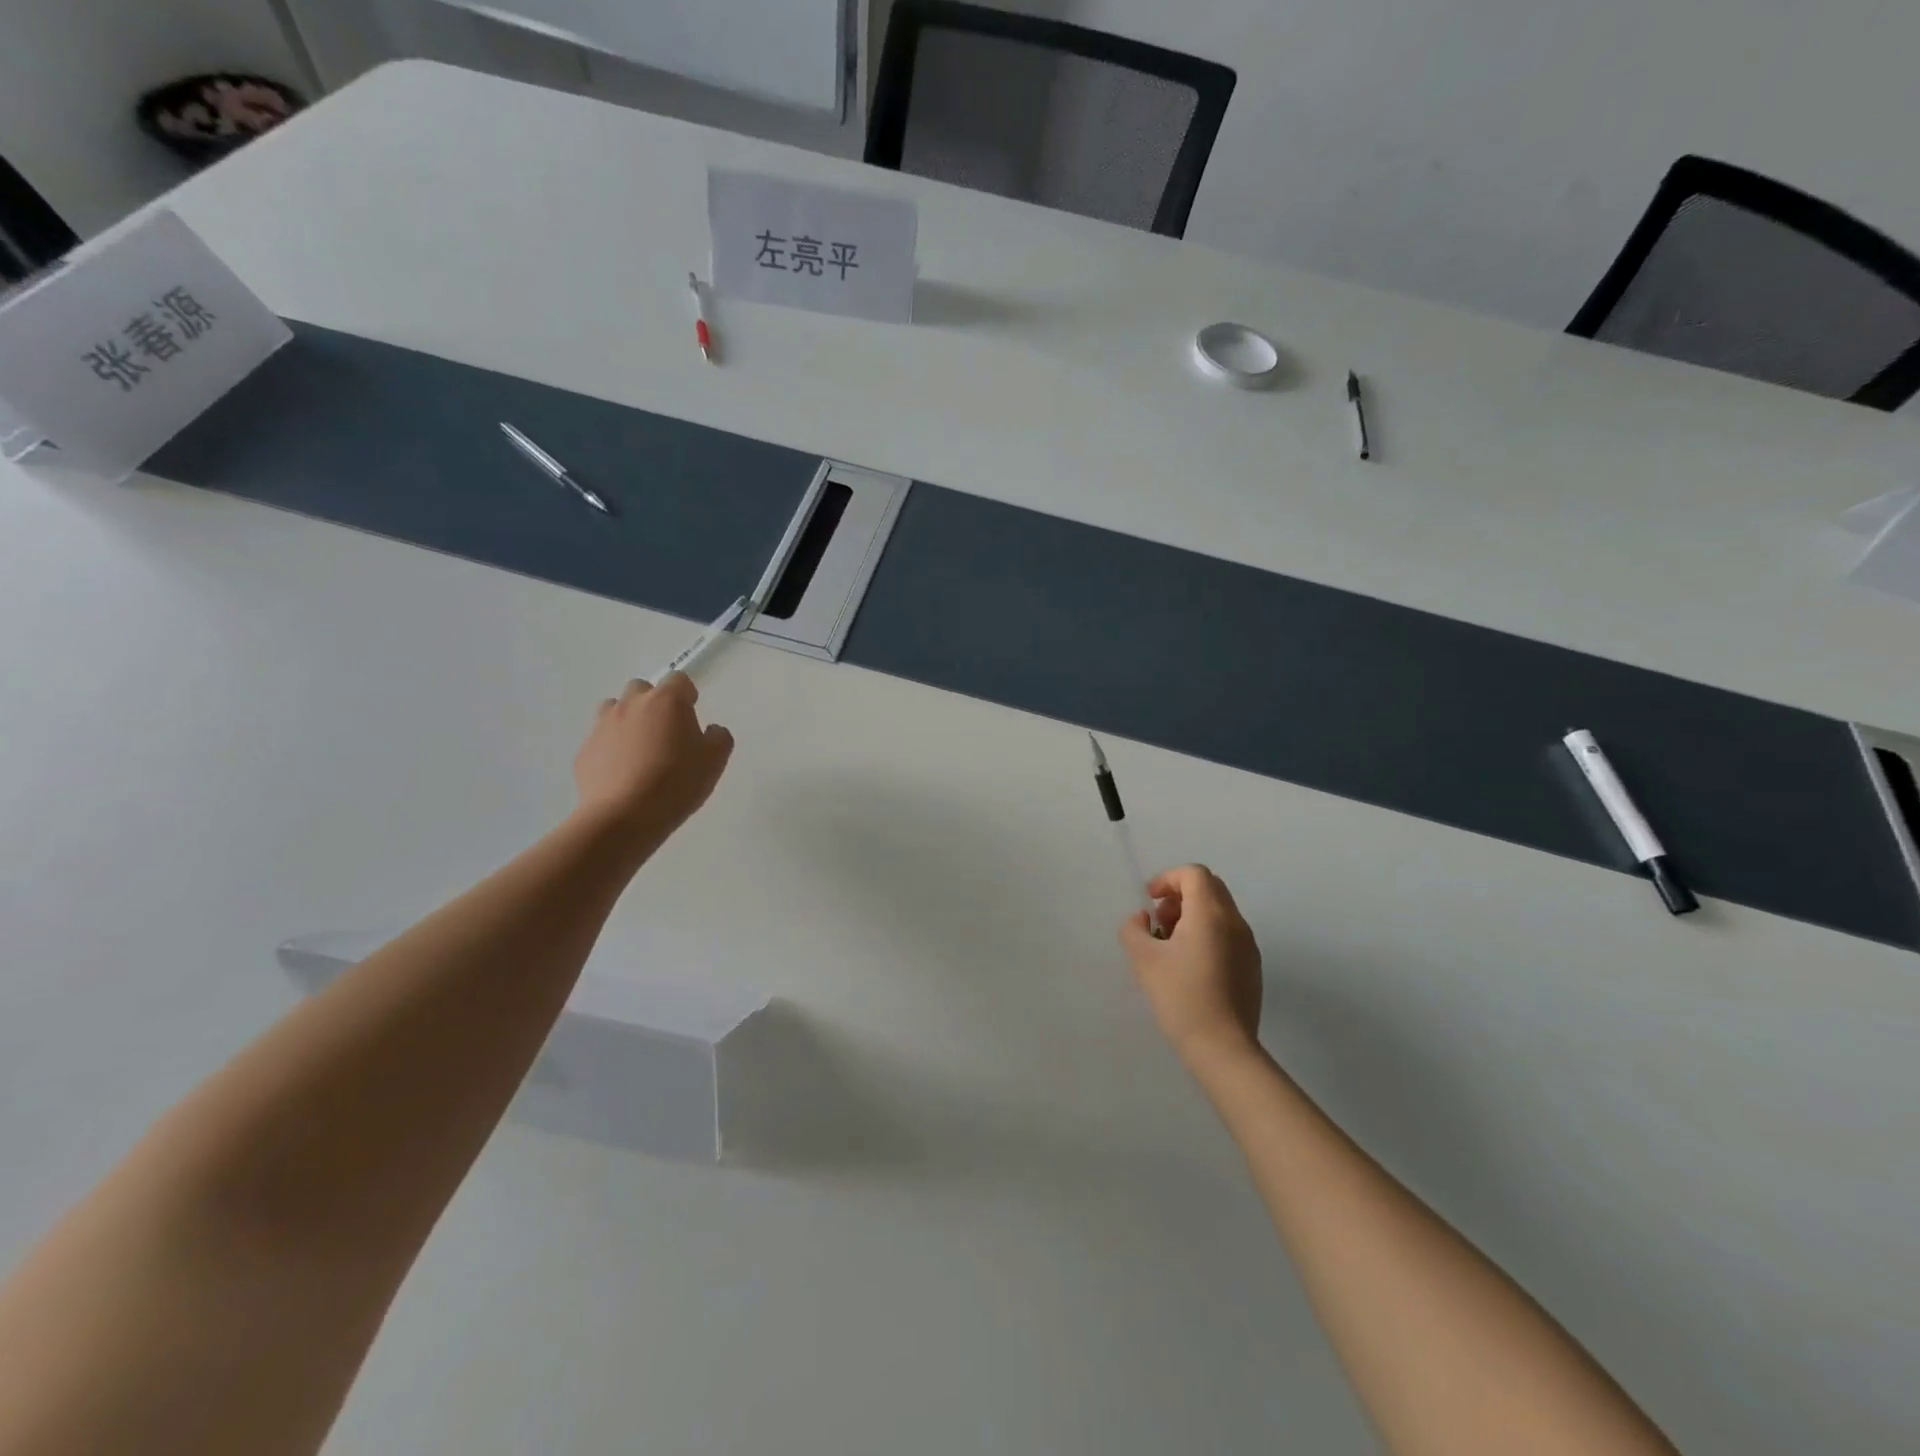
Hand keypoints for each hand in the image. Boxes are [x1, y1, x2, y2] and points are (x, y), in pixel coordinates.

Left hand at [572, 674, 732, 848]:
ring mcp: (603, 726)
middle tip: (665, 732)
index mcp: (667, 701)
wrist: (624, 816)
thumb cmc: (677, 783)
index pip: (679, 680)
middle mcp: (631, 705)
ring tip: (640, 750)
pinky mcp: (585, 751)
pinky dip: (611, 749)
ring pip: (614, 709)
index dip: (687, 695)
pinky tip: (623, 774)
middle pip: (642, 688)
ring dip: (628, 720)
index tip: (692, 715)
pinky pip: (601, 740)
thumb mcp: (715, 761)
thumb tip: (710, 730)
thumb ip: (719, 738)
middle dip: (654, 703)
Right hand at [1120, 865, 1263, 1069]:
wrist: (1222, 1047)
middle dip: (1180, 895)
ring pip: (1220, 911)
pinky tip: (1189, 965)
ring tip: (1170, 945)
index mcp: (1210, 913)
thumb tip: (1142, 919)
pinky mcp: (1252, 967)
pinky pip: (1228, 934)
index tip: (1150, 901)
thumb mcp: (1143, 960)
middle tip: (1159, 921)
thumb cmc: (1180, 996)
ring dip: (1193, 915)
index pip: (1194, 874)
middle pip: (1210, 888)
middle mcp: (1235, 922)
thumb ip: (1133, 929)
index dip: (1168, 879)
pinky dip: (1207, 934)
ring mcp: (1248, 945)